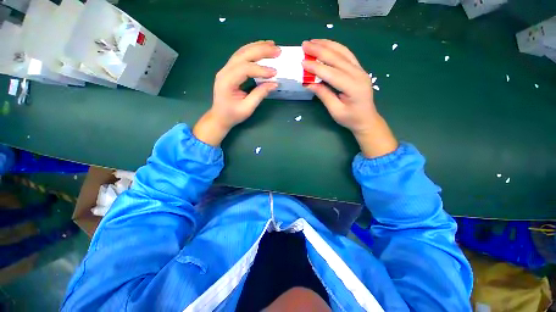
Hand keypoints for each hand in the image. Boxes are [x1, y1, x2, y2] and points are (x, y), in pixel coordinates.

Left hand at [193, 41, 280, 145]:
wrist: (219, 117)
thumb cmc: (232, 115)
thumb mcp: (247, 108)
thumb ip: (260, 95)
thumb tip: (274, 84)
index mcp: (227, 81)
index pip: (245, 69)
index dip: (261, 70)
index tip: (275, 73)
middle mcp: (225, 71)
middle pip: (243, 55)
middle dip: (261, 51)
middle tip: (277, 50)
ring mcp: (226, 69)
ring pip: (242, 52)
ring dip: (257, 47)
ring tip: (272, 45)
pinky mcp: (230, 70)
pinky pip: (241, 56)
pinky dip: (252, 51)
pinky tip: (261, 48)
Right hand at [302, 39, 397, 157]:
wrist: (367, 119)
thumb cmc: (350, 118)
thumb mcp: (335, 110)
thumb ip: (323, 95)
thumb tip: (308, 83)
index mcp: (353, 87)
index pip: (331, 73)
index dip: (316, 67)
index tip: (302, 62)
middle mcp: (358, 74)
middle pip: (337, 58)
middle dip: (319, 50)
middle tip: (304, 45)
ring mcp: (360, 70)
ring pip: (343, 52)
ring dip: (327, 45)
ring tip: (313, 41)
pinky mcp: (359, 69)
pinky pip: (347, 54)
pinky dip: (335, 47)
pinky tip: (326, 45)